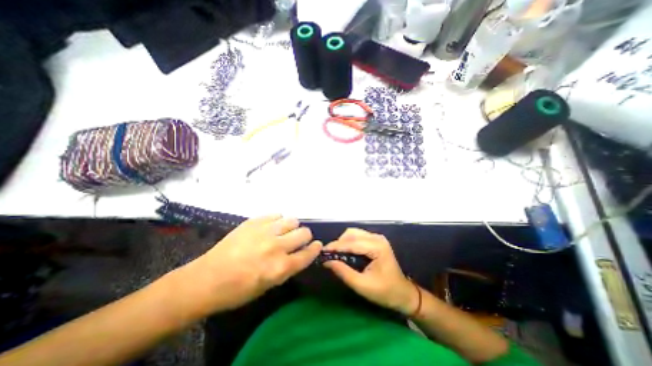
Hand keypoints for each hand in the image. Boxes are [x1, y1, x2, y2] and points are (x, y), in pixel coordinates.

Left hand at [184, 216, 319, 313]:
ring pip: (292, 220)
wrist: (207, 279)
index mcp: (281, 267)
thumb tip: (300, 253)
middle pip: (304, 232)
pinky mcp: (254, 221)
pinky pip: (276, 214)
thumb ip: (288, 267)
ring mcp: (265, 231)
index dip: (315, 249)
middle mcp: (277, 246)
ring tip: (283, 231)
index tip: (316, 245)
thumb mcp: (269, 285)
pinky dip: (278, 220)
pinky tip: (271, 227)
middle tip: (297, 239)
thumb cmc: (238, 290)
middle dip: (304, 236)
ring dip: (292, 226)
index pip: (308, 253)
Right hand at [323, 228, 414, 313]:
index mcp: (377, 247)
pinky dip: (349, 242)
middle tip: (329, 255)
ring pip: (354, 233)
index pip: (352, 243)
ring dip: (343, 242)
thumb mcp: (362, 286)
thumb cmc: (385, 292)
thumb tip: (327, 262)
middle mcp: (377, 238)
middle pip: (352, 233)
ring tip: (335, 254)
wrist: (403, 294)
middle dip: (339, 243)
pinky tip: (345, 252)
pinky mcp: (376, 241)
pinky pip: (358, 237)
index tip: (322, 251)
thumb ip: (344, 272)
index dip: (336, 246)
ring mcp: (377, 238)